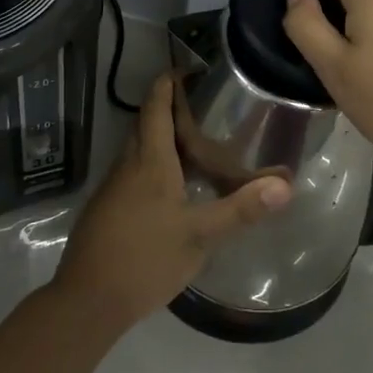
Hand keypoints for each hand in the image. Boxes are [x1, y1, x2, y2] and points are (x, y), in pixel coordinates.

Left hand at [55, 73, 291, 332]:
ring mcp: (114, 187)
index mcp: (149, 160)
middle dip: (171, 108)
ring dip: (163, 137)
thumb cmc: (144, 259)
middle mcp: (128, 164)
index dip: (169, 82)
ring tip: (199, 142)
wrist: (86, 302)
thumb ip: (241, 208)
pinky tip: (177, 185)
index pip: (155, 105)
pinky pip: (134, 171)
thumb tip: (286, 185)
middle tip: (208, 106)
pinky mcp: (108, 208)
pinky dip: (155, 163)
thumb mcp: (199, 235)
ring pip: (139, 148)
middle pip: (146, 122)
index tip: (192, 69)